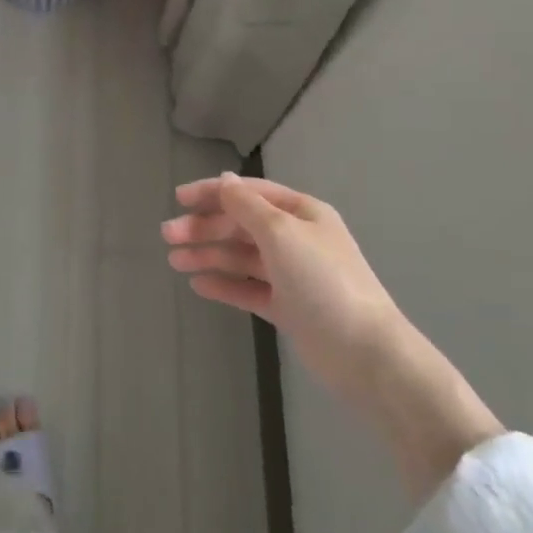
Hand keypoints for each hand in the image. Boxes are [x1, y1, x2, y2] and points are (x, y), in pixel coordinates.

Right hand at [163, 174, 400, 409]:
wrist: (364, 352)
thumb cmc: (322, 281)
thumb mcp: (281, 232)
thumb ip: (247, 205)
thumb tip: (224, 180)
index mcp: (301, 213)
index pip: (249, 192)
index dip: (212, 192)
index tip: (177, 198)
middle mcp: (296, 238)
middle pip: (241, 225)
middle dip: (205, 227)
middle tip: (168, 236)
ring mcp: (292, 274)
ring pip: (241, 257)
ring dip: (208, 254)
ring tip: (175, 262)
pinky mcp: (288, 307)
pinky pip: (249, 288)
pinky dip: (224, 284)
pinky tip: (199, 285)